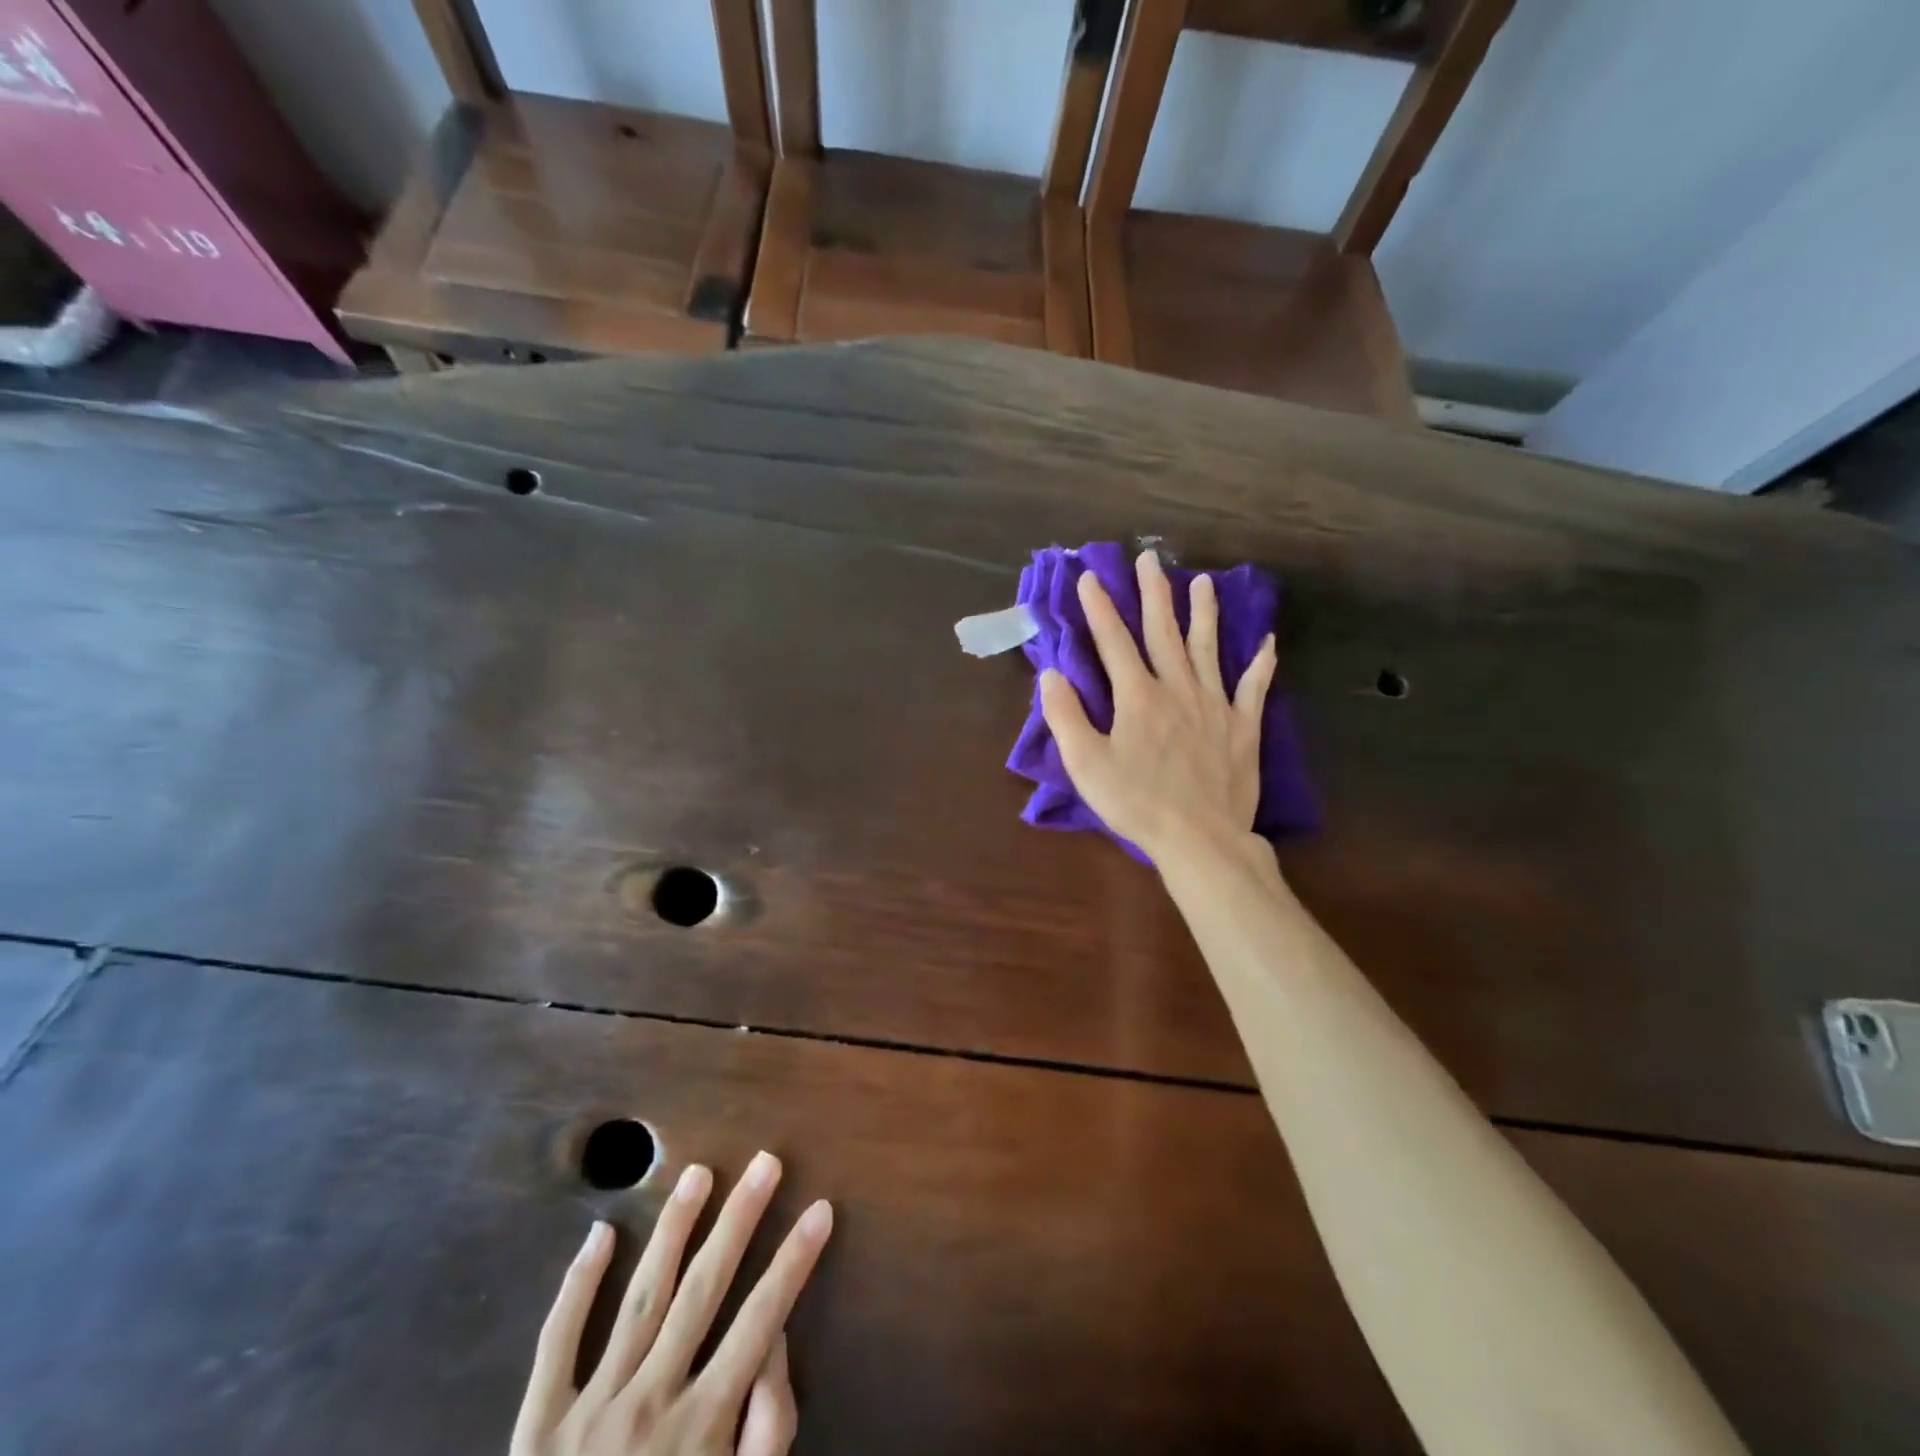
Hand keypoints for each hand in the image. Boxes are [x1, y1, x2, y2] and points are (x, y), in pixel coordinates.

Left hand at [510, 1153, 832, 1455]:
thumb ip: (766, 1433)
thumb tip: (774, 1342)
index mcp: (700, 1428)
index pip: (762, 1320)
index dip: (795, 1261)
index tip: (820, 1209)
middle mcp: (650, 1401)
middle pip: (705, 1289)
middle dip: (741, 1220)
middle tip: (766, 1163)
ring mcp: (590, 1409)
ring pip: (642, 1297)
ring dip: (674, 1229)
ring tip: (699, 1174)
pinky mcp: (538, 1426)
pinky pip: (557, 1344)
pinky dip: (577, 1286)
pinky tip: (601, 1233)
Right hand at [1039, 550, 1275, 865]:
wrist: (1200, 838)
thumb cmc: (1136, 803)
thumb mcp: (1086, 764)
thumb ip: (1065, 716)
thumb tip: (1051, 674)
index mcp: (1137, 696)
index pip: (1114, 641)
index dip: (1100, 608)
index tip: (1091, 576)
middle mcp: (1177, 689)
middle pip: (1163, 632)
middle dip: (1154, 593)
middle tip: (1151, 559)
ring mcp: (1215, 705)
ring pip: (1208, 649)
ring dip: (1204, 614)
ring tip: (1204, 582)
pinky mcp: (1243, 727)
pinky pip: (1254, 688)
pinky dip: (1261, 664)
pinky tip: (1268, 642)